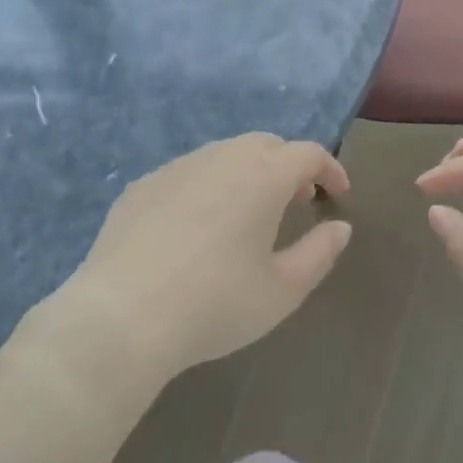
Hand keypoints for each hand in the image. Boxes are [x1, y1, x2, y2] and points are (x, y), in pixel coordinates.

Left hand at [67, 133, 351, 376]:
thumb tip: (340, 228)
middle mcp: (222, 157)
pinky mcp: (143, 185)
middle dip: (289, 166)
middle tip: (298, 200)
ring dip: (248, 173)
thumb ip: (320, 253)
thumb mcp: (283, 290)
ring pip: (225, 154)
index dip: (330, 169)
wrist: (122, 317)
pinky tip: (198, 226)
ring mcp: (178, 167)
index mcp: (263, 175)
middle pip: (267, 145)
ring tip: (250, 212)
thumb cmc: (215, 303)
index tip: (339, 194)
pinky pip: (188, 173)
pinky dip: (208, 186)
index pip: (308, 154)